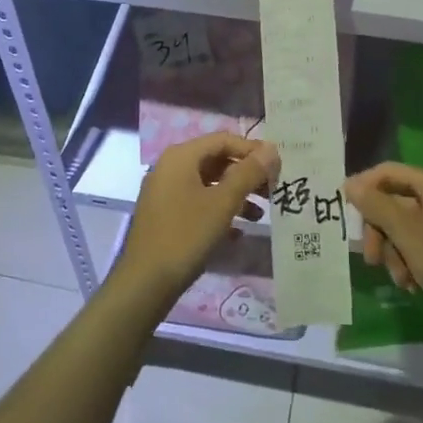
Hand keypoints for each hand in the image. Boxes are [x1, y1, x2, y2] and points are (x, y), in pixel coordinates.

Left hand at [111, 133, 277, 315]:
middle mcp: (171, 167)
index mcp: (181, 156)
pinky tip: (238, 232)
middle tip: (273, 191)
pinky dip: (219, 210)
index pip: (223, 140)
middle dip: (246, 174)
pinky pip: (197, 202)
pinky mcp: (165, 215)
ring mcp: (165, 191)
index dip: (252, 150)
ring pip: (208, 183)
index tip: (277, 168)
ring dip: (236, 194)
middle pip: (216, 160)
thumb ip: (248, 173)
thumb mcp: (222, 203)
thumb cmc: (186, 235)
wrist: (145, 283)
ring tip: (260, 215)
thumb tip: (271, 148)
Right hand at [342, 162, 422, 329]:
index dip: (364, 186)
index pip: (389, 171)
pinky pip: (420, 245)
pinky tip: (411, 284)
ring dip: (394, 252)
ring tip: (399, 278)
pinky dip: (410, 262)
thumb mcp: (406, 232)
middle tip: (371, 258)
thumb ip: (375, 205)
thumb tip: (349, 183)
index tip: (344, 210)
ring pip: (405, 228)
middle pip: (395, 202)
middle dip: (380, 231)